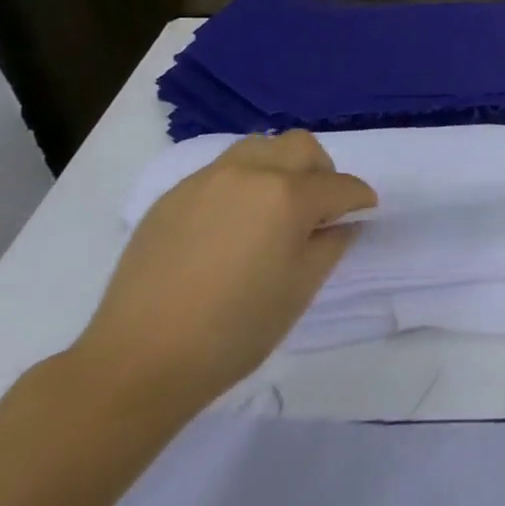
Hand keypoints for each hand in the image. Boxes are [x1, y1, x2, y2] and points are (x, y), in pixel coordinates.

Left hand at [71, 132, 374, 416]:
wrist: (140, 359)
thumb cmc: (234, 331)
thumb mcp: (300, 290)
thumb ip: (331, 245)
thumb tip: (343, 222)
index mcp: (288, 196)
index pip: (340, 186)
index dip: (360, 200)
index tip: (364, 214)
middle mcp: (251, 172)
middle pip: (302, 147)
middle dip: (322, 171)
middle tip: (320, 208)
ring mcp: (208, 178)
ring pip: (260, 147)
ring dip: (281, 166)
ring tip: (275, 206)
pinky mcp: (175, 193)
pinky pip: (223, 170)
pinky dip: (243, 183)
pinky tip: (232, 224)